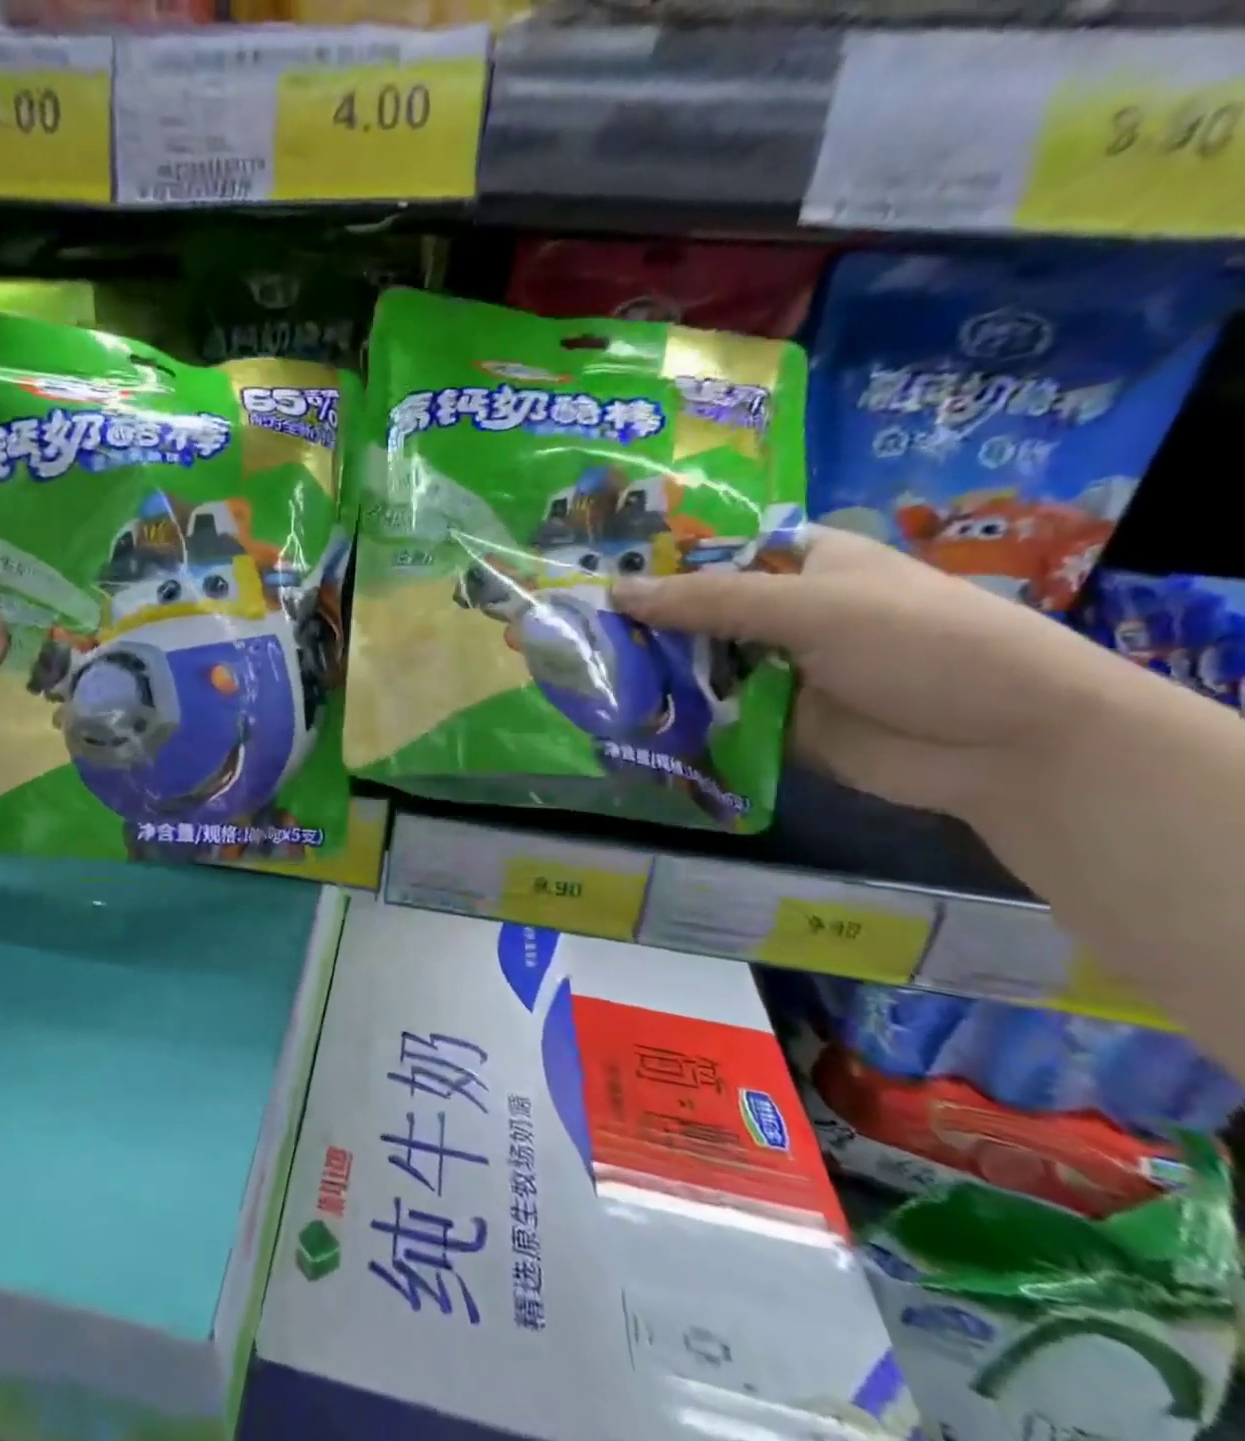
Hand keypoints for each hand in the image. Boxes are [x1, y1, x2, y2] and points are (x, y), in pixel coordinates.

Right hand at [609, 527, 1131, 825]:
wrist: (1008, 744)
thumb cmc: (921, 644)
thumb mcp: (812, 608)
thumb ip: (711, 603)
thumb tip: (614, 591)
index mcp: (799, 565)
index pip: (708, 557)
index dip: (651, 567)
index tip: (587, 581)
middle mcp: (781, 615)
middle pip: (694, 616)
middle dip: (640, 628)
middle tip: (569, 639)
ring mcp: (776, 672)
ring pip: (697, 668)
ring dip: (652, 676)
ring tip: (583, 680)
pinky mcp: (773, 725)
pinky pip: (713, 717)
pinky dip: (676, 719)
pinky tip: (624, 721)